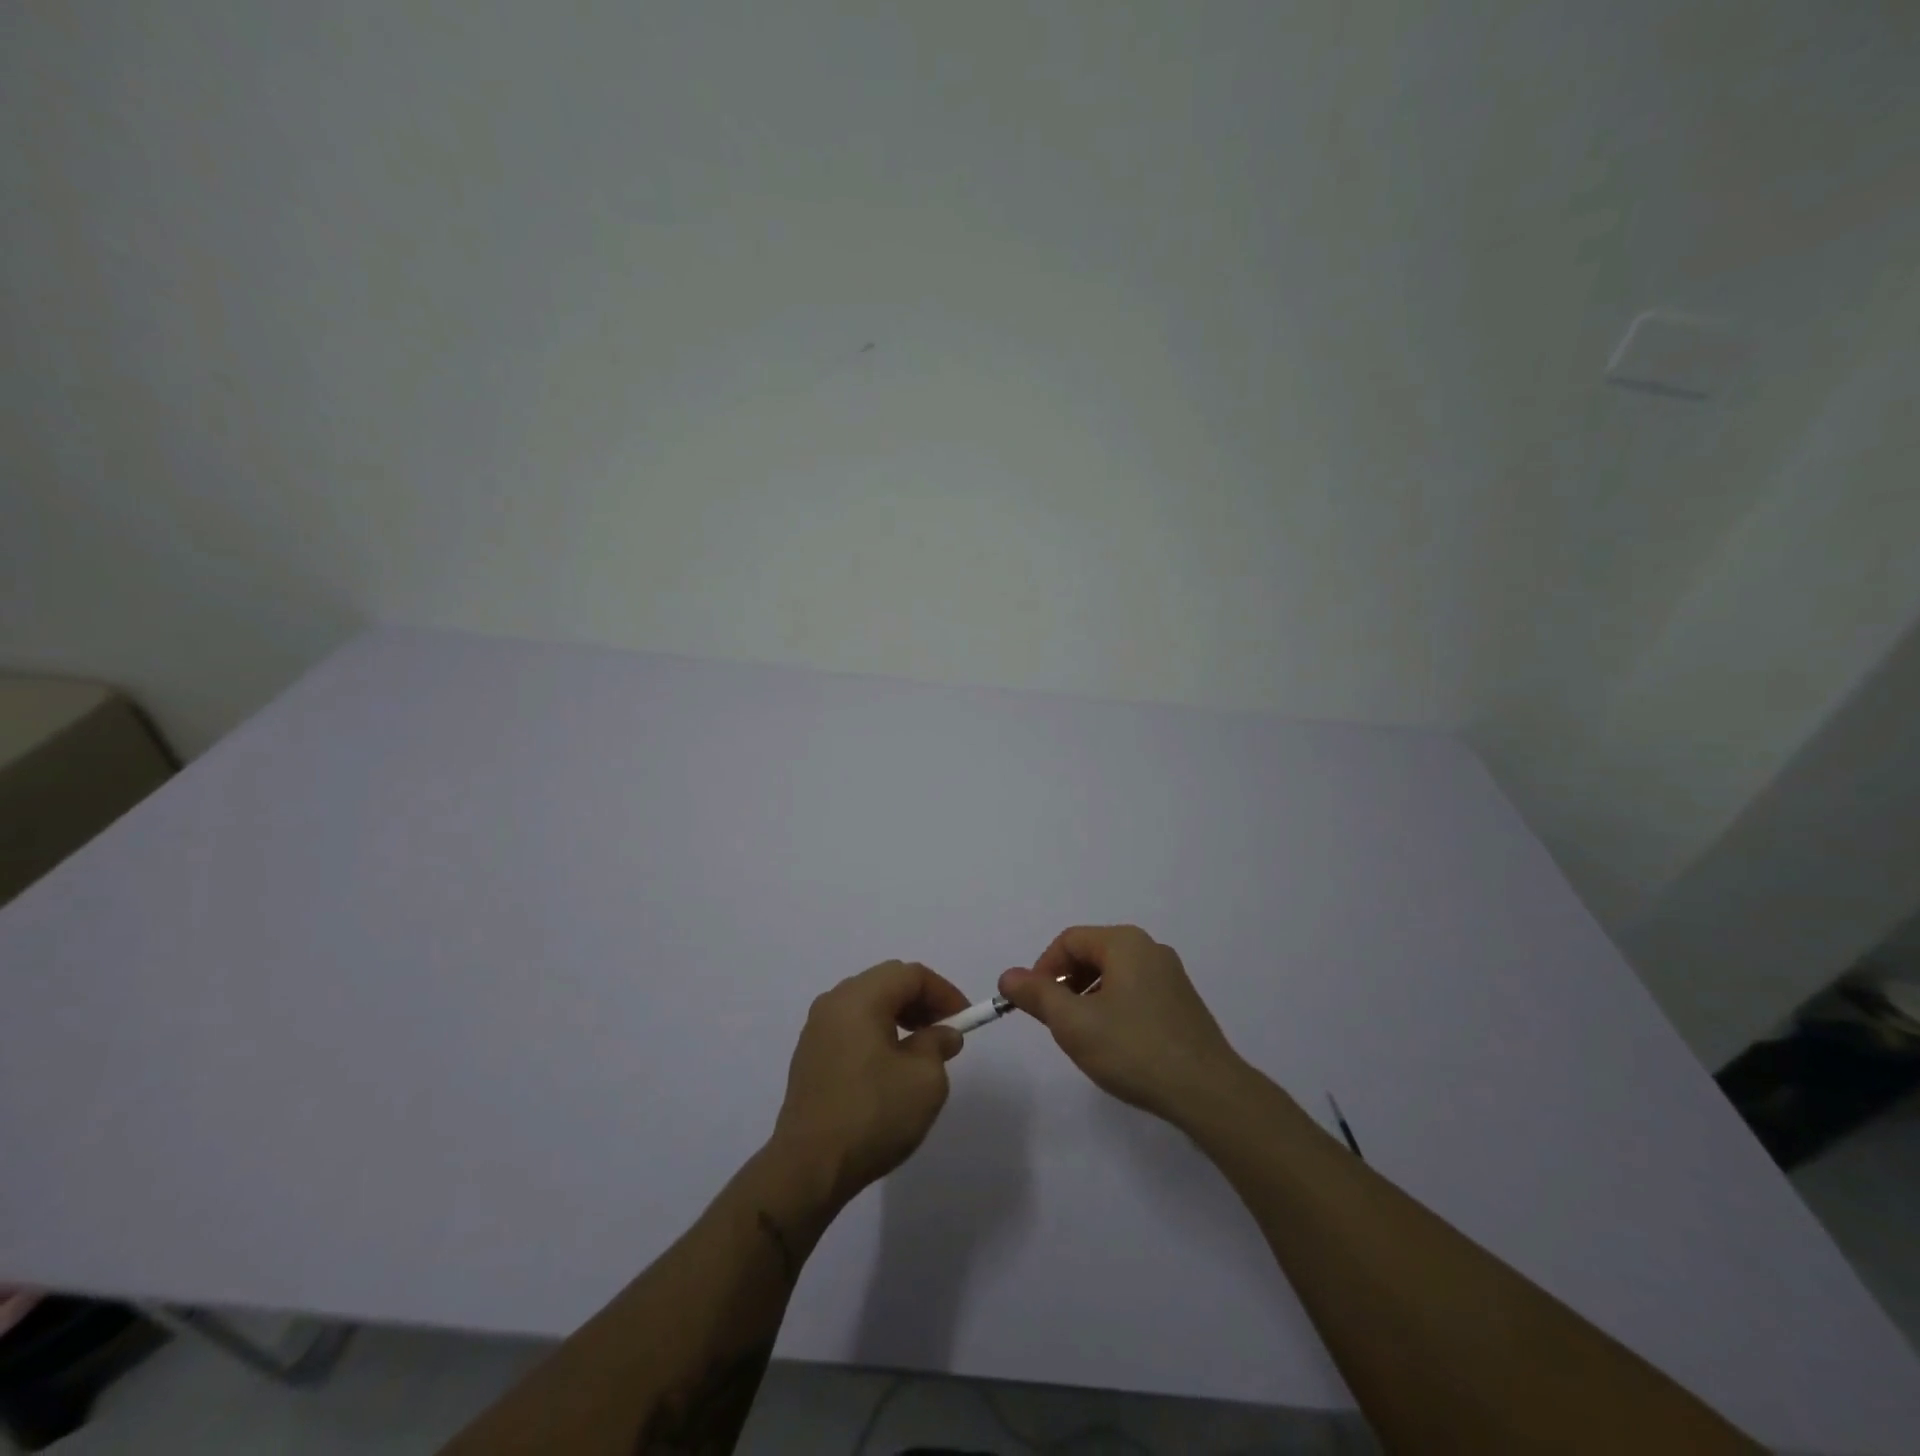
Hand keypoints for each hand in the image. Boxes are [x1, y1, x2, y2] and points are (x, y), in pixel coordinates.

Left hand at [771, 960, 968, 1204]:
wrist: (808, 1168)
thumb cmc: (873, 1114)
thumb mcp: (925, 1080)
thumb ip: (938, 1045)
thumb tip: (942, 1034)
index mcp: (860, 997)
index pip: (910, 974)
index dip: (944, 992)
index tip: (965, 1019)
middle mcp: (833, 1002)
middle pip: (886, 983)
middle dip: (921, 1001)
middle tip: (945, 1031)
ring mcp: (816, 1029)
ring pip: (867, 1004)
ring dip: (899, 1017)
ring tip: (921, 1050)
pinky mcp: (809, 1056)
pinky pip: (850, 1027)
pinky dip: (877, 1033)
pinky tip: (889, 1067)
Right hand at [998, 925, 1244, 1125]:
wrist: (1206, 1091)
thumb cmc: (1133, 1049)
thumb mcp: (1073, 1023)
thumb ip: (1036, 995)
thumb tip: (1008, 976)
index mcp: (1125, 943)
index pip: (1069, 941)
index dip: (1043, 968)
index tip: (1033, 1004)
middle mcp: (1150, 949)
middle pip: (1092, 954)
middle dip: (1066, 983)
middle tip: (1054, 1020)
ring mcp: (1171, 975)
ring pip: (1114, 974)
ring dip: (1088, 997)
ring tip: (1082, 1035)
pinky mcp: (1182, 1002)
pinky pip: (1135, 991)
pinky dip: (1113, 1007)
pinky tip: (1114, 1043)